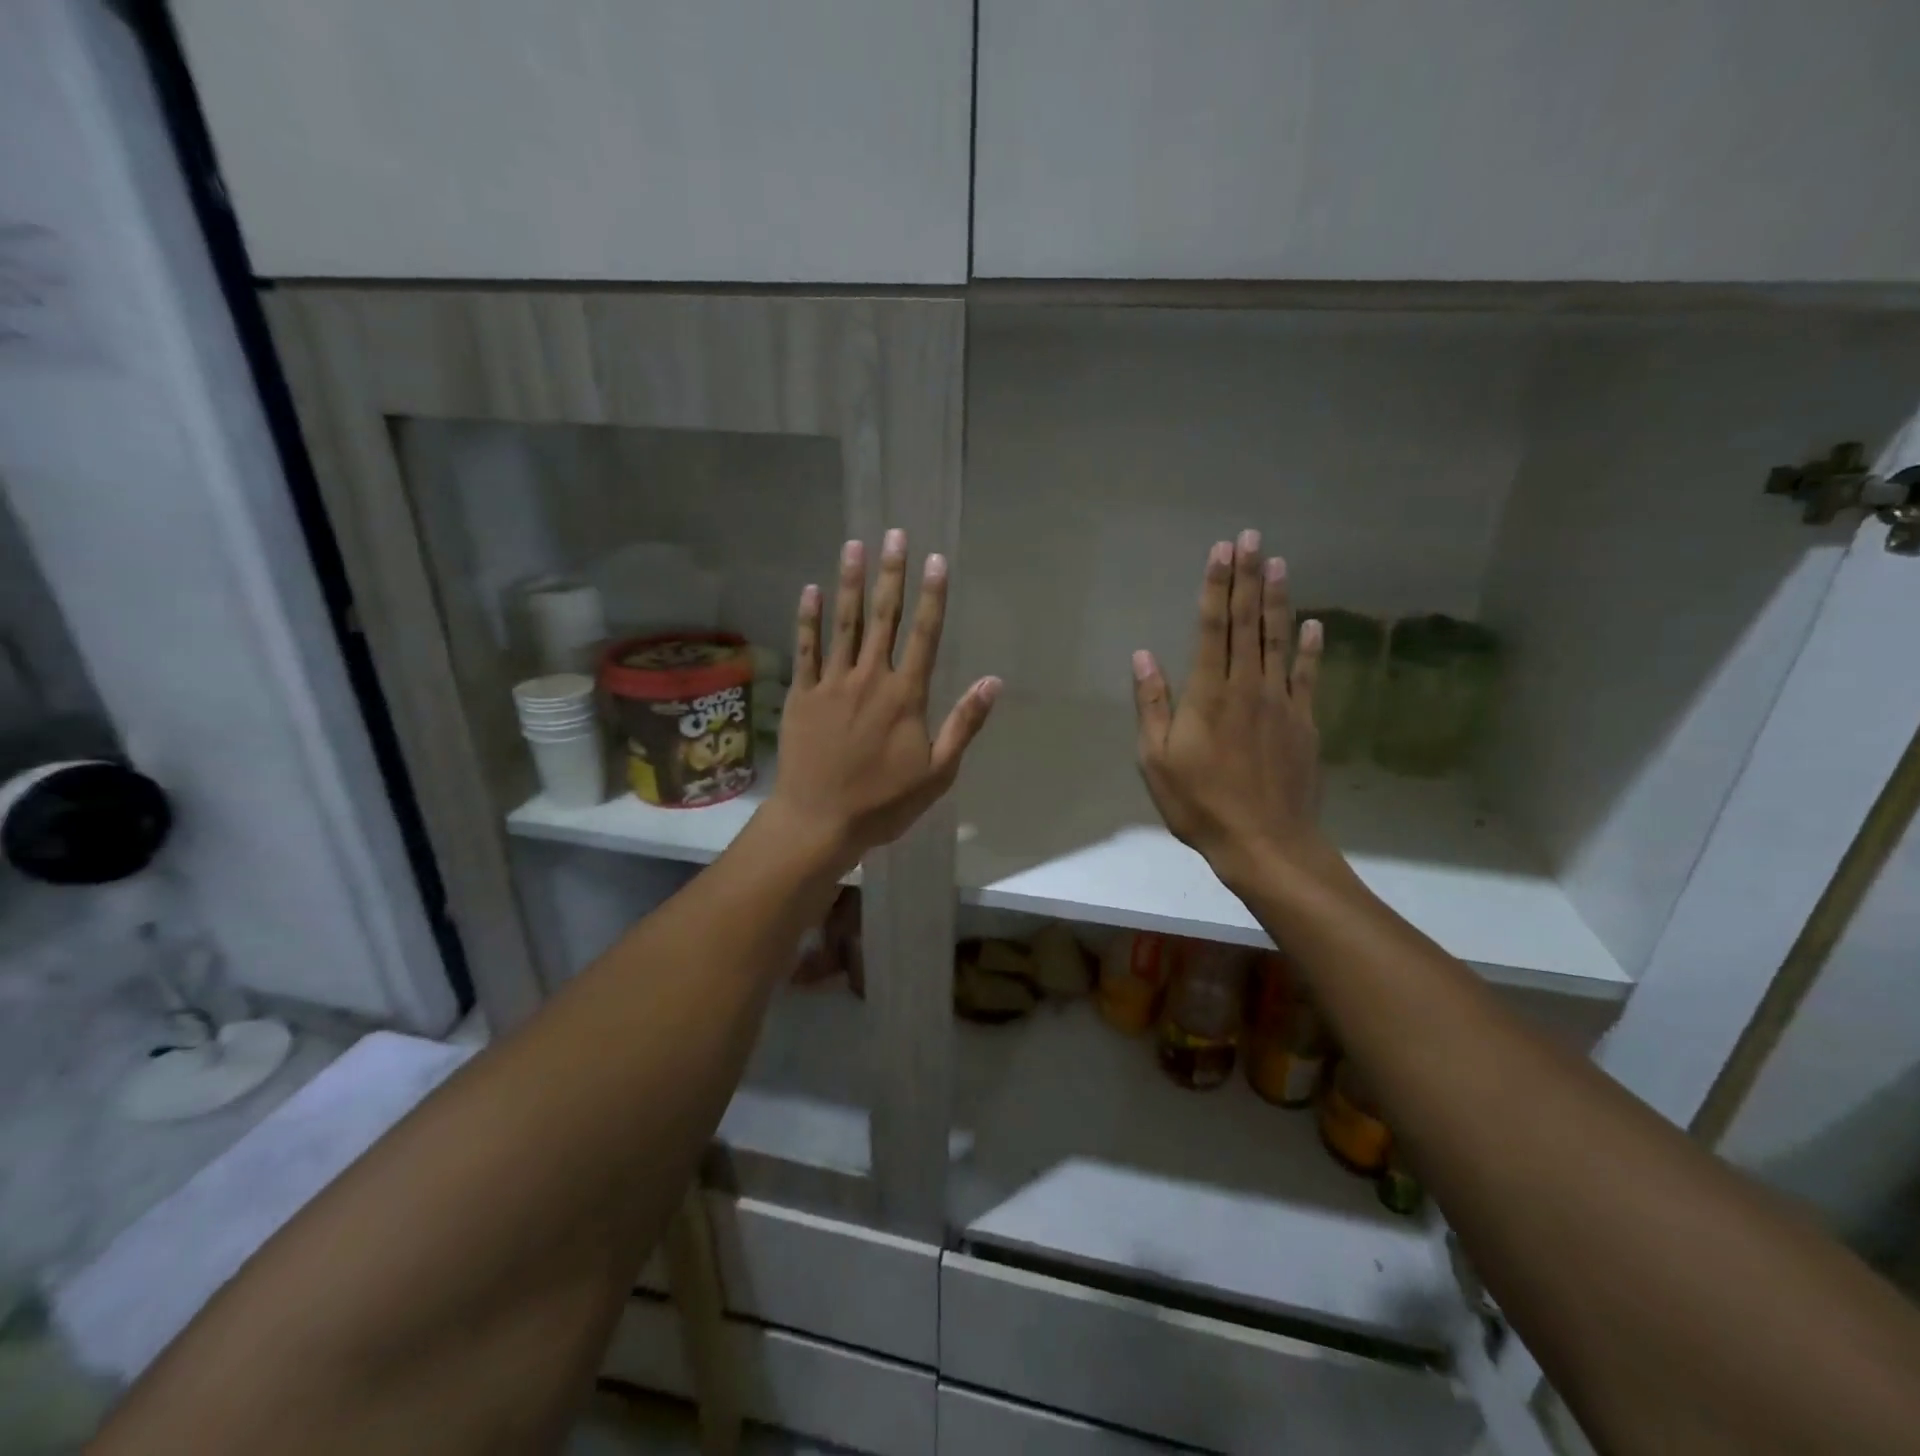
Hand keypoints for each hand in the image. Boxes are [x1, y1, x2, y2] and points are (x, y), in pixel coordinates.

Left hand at [767, 530, 999, 872]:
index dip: (932, 596)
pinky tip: (811, 590)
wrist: (820, 821)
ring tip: (855, 545)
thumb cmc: (884, 802)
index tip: (935, 560)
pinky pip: (805, 649)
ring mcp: (832, 684)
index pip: (924, 635)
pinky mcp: (802, 695)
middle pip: (884, 618)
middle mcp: (870, 679)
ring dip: (850, 583)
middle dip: (891, 574)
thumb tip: (993, 682)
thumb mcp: (938, 772)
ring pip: (844, 624)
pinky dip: (808, 619)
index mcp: (905, 696)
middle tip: (895, 534)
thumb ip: (964, 724)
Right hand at [1132, 529, 1327, 891]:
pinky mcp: (1305, 722)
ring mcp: (1282, 702)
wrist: (1265, 842)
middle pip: (1248, 623)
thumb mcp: (1156, 760)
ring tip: (1280, 563)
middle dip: (1247, 578)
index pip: (1213, 627)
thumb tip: (1143, 657)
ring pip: (1279, 640)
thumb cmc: (1200, 803)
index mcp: (1209, 693)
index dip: (1216, 587)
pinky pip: (1308, 676)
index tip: (1221, 551)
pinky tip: (1312, 625)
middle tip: (1251, 538)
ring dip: (1278, 600)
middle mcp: (1248, 687)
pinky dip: (1309, 648)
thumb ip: (1152, 705)